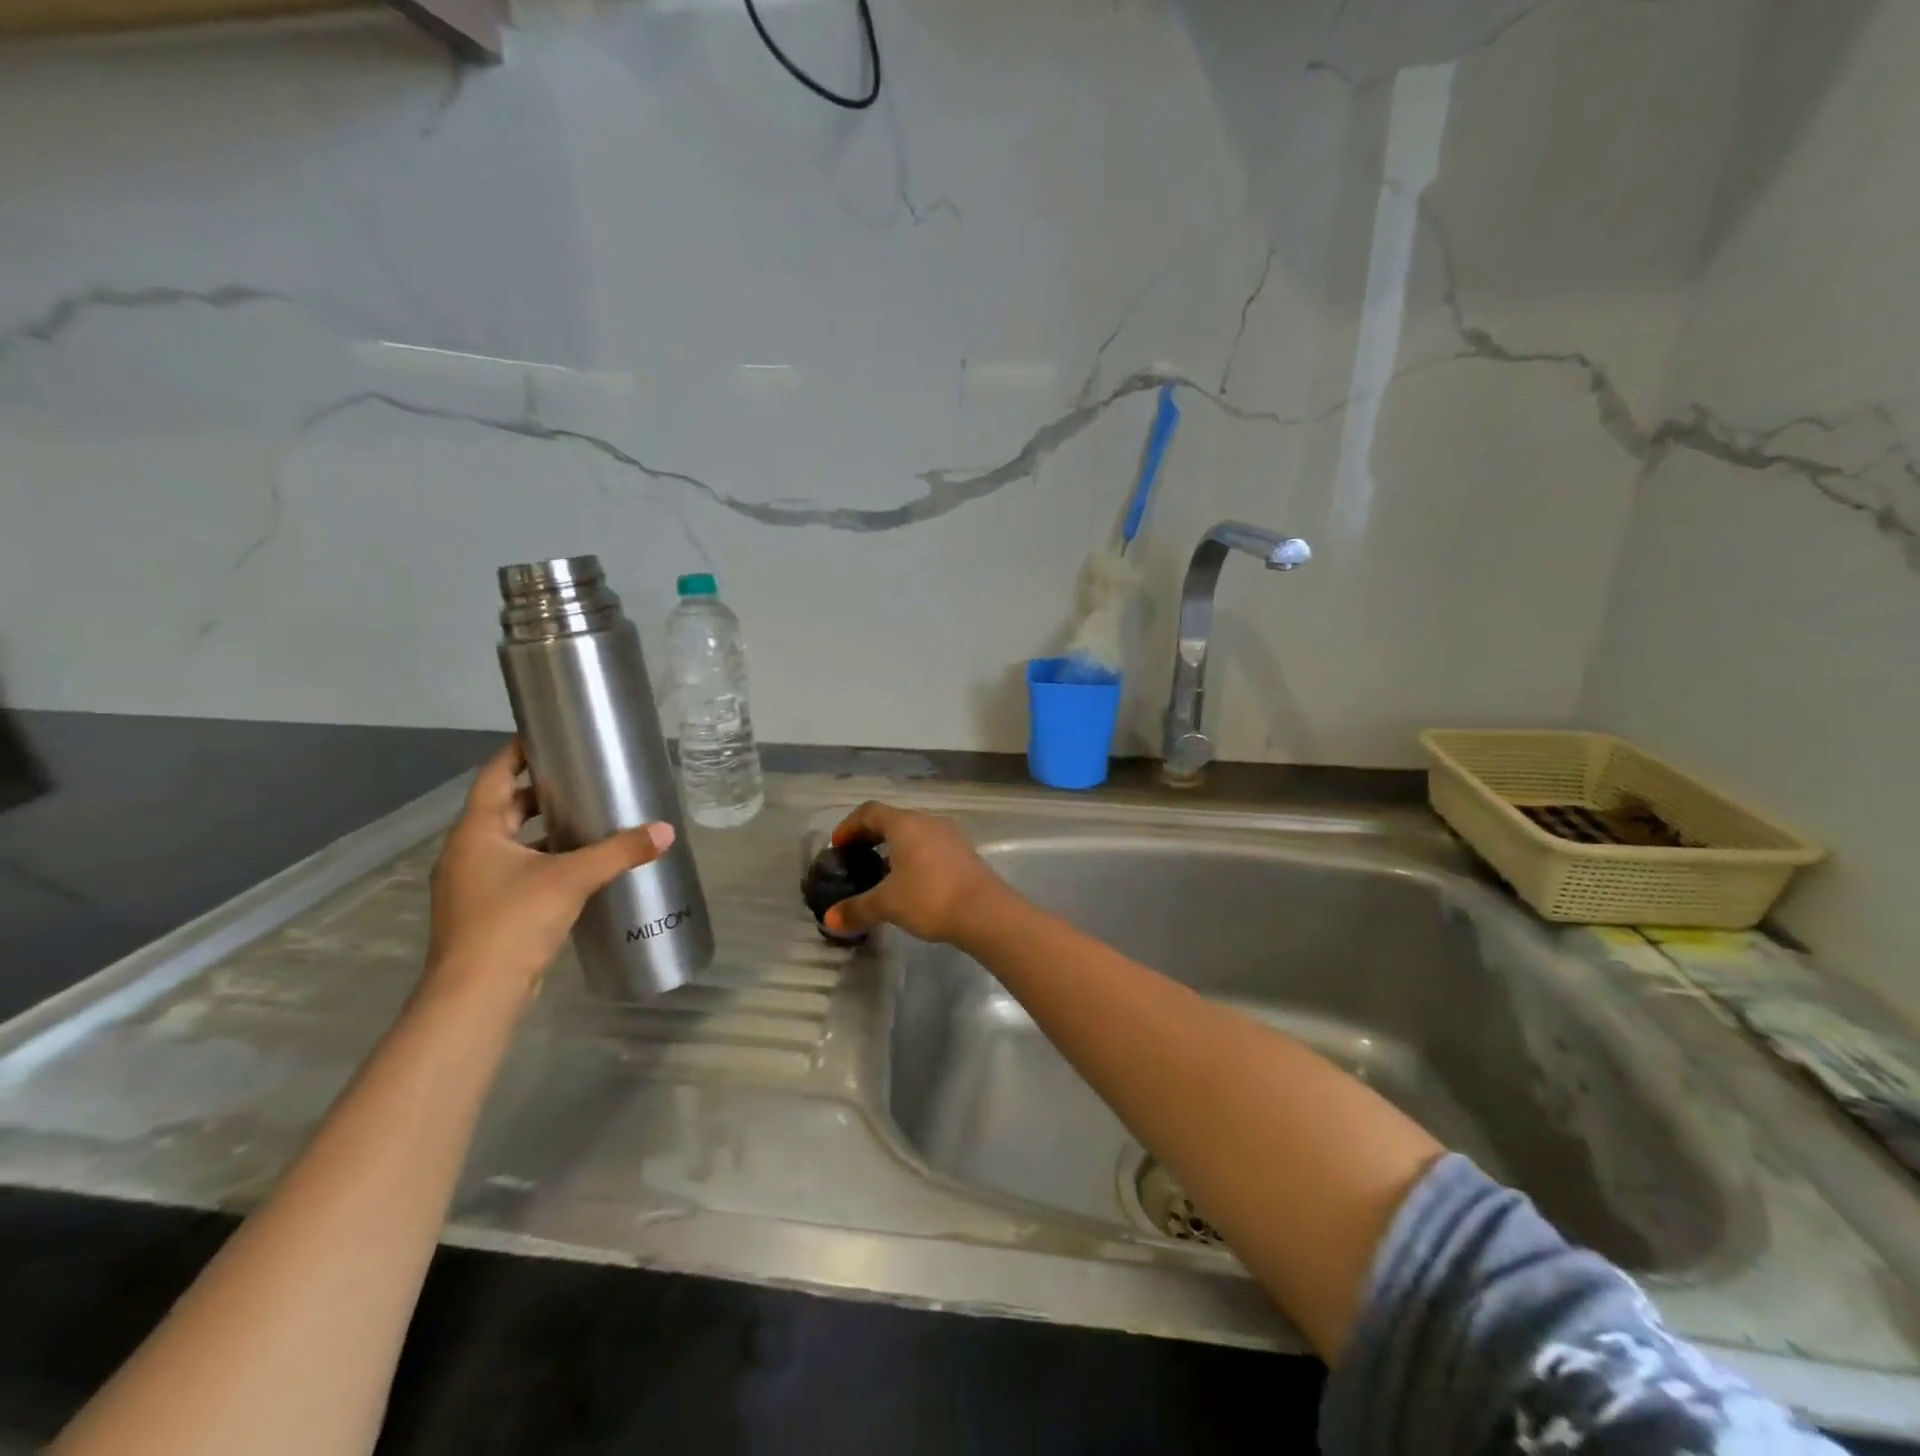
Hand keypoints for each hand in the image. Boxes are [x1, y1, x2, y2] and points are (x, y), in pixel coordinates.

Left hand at [425, 740, 673, 1003]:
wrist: (476, 995)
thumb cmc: (513, 922)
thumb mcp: (572, 879)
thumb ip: (620, 852)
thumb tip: (666, 831)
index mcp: (476, 833)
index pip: (495, 776)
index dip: (518, 752)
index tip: (546, 735)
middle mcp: (467, 853)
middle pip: (504, 809)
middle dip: (540, 793)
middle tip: (581, 778)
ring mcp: (472, 885)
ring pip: (510, 843)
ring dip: (542, 830)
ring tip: (587, 819)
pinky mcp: (485, 912)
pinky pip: (515, 871)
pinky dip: (541, 860)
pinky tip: (576, 866)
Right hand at [824, 801, 1013, 943]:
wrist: (985, 911)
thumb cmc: (930, 897)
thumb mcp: (887, 904)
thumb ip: (857, 909)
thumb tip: (830, 920)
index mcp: (905, 824)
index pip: (870, 812)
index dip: (849, 826)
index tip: (837, 846)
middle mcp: (927, 822)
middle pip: (892, 820)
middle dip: (870, 837)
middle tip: (855, 859)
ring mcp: (950, 836)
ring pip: (914, 834)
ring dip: (894, 849)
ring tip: (881, 875)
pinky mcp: (964, 853)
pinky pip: (931, 848)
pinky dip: (914, 859)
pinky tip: (910, 885)